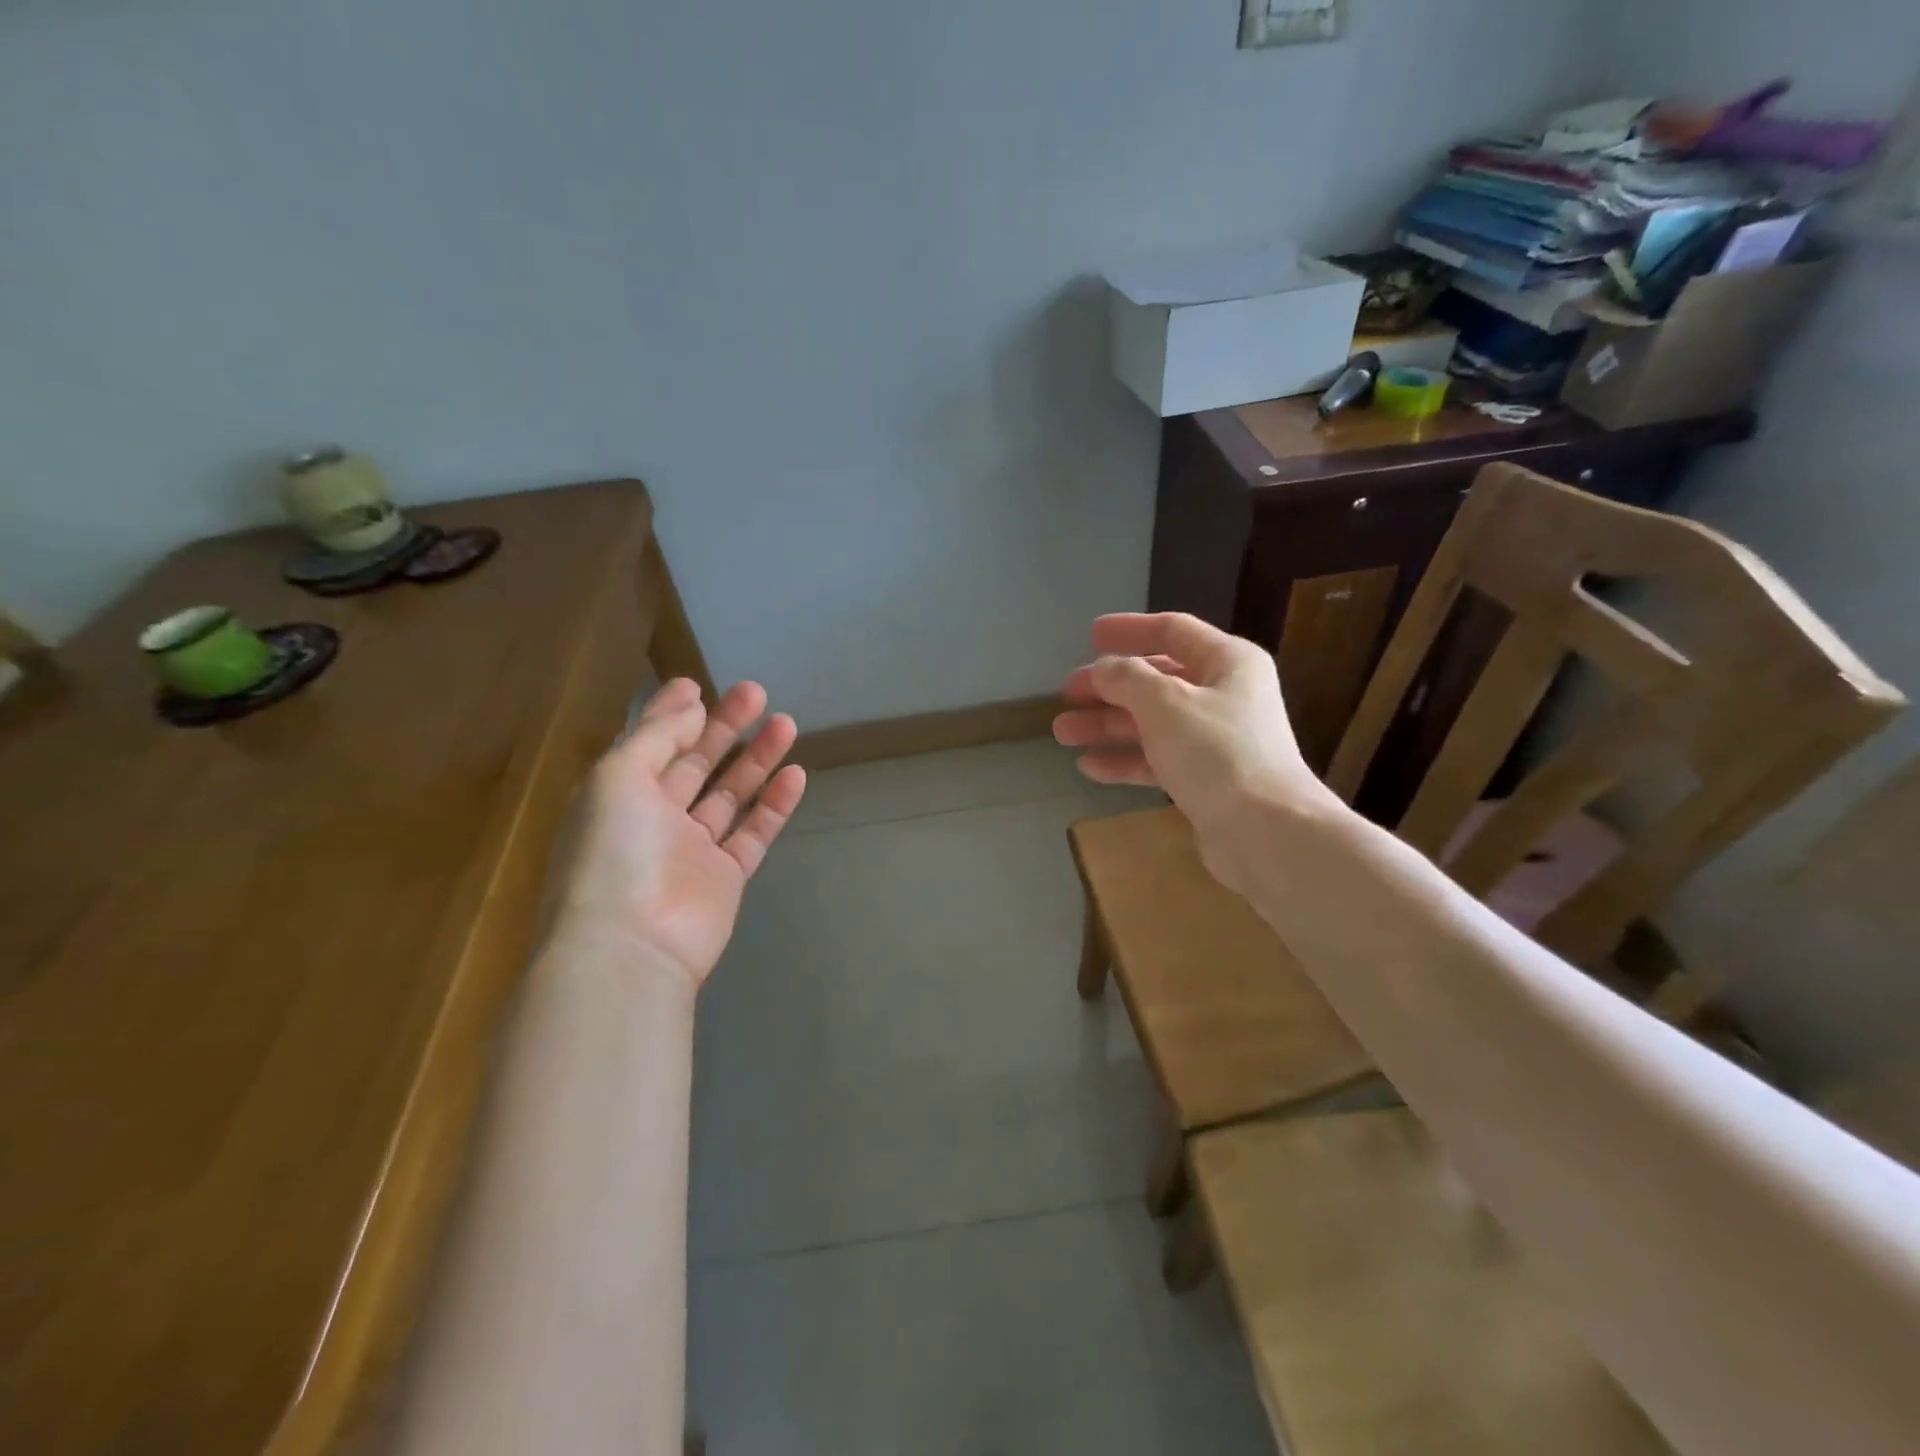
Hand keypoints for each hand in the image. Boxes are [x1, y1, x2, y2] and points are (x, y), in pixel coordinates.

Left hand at [551, 677, 805, 988]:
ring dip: (757, 759)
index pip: (651, 744)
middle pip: (696, 763)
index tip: (698, 685)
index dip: (673, 713)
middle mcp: (655, 818)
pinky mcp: (726, 877)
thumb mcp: (619, 776)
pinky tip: (796, 774)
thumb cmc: (614, 851)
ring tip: (787, 723)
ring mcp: (693, 849)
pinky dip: (775, 805)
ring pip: (731, 795)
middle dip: (725, 727)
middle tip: (756, 692)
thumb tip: (690, 703)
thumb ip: (657, 736)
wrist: (631, 945)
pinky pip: (754, 833)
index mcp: (619, 795)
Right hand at [1054, 613, 1333, 881]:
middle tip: (1067, 694)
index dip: (1130, 630)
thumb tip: (1103, 669)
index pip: (1172, 631)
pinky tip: (1089, 766)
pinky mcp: (1206, 780)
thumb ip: (1127, 678)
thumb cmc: (1218, 753)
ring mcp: (1216, 741)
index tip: (1090, 635)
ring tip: (1063, 733)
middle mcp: (1225, 695)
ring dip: (1107, 725)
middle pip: (1156, 680)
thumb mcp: (1165, 703)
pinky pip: (1157, 760)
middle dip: (1108, 687)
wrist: (1266, 833)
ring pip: (1151, 722)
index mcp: (1228, 663)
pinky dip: (1125, 759)